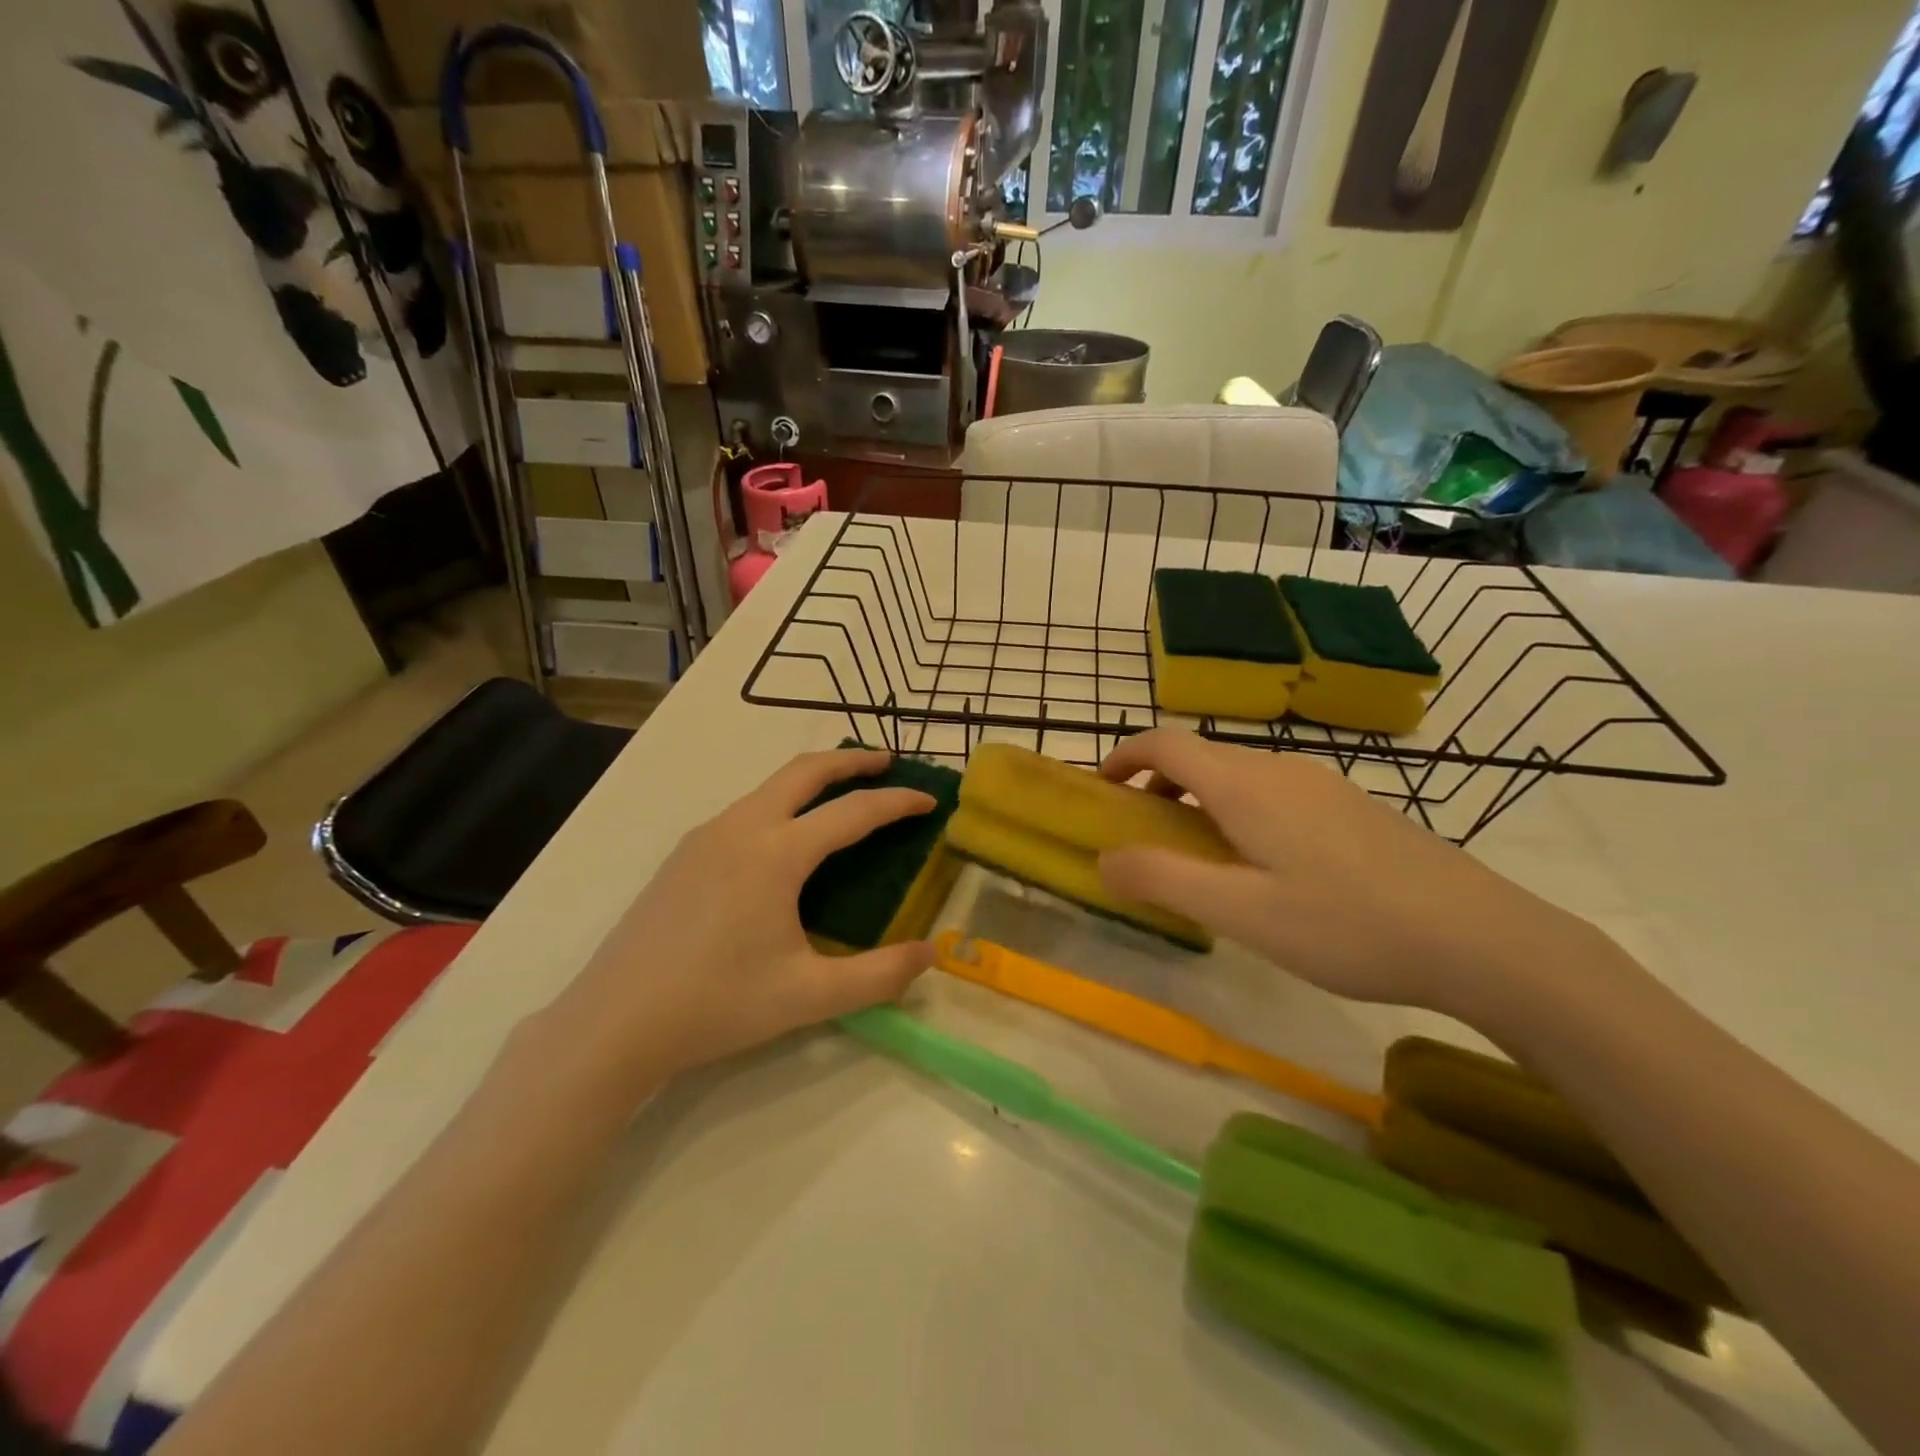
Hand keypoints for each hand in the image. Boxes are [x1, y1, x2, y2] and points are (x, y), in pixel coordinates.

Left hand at [549, 748, 937, 1091]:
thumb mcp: (810, 995)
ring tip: (843, 795)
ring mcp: (706, 836)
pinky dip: (782, 802)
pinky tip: (787, 839)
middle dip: (851, 760)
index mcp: (776, 853)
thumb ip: (880, 975)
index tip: (929, 800)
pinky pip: (746, 809)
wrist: (614, 1023)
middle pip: (805, 770)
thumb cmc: (718, 1004)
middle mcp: (741, 827)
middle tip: (888, 762)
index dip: (897, 803)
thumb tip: (931, 954)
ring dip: (813, 779)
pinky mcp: (684, 854)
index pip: (853, 812)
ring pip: (770, 786)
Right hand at [1095, 729, 1584, 1014]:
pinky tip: (1267, 870)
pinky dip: (1240, 813)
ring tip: (1202, 861)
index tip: (1102, 789)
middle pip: (1202, 757)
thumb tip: (1105, 858)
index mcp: (1246, 785)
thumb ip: (1164, 880)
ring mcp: (1323, 784)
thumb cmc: (1348, 924)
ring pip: (1240, 777)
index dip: (1125, 756)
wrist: (1481, 937)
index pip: (1167, 742)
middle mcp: (1281, 769)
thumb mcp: (1242, 913)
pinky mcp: (1352, 806)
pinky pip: (1275, 793)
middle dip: (1159, 787)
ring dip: (1201, 802)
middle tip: (1146, 838)